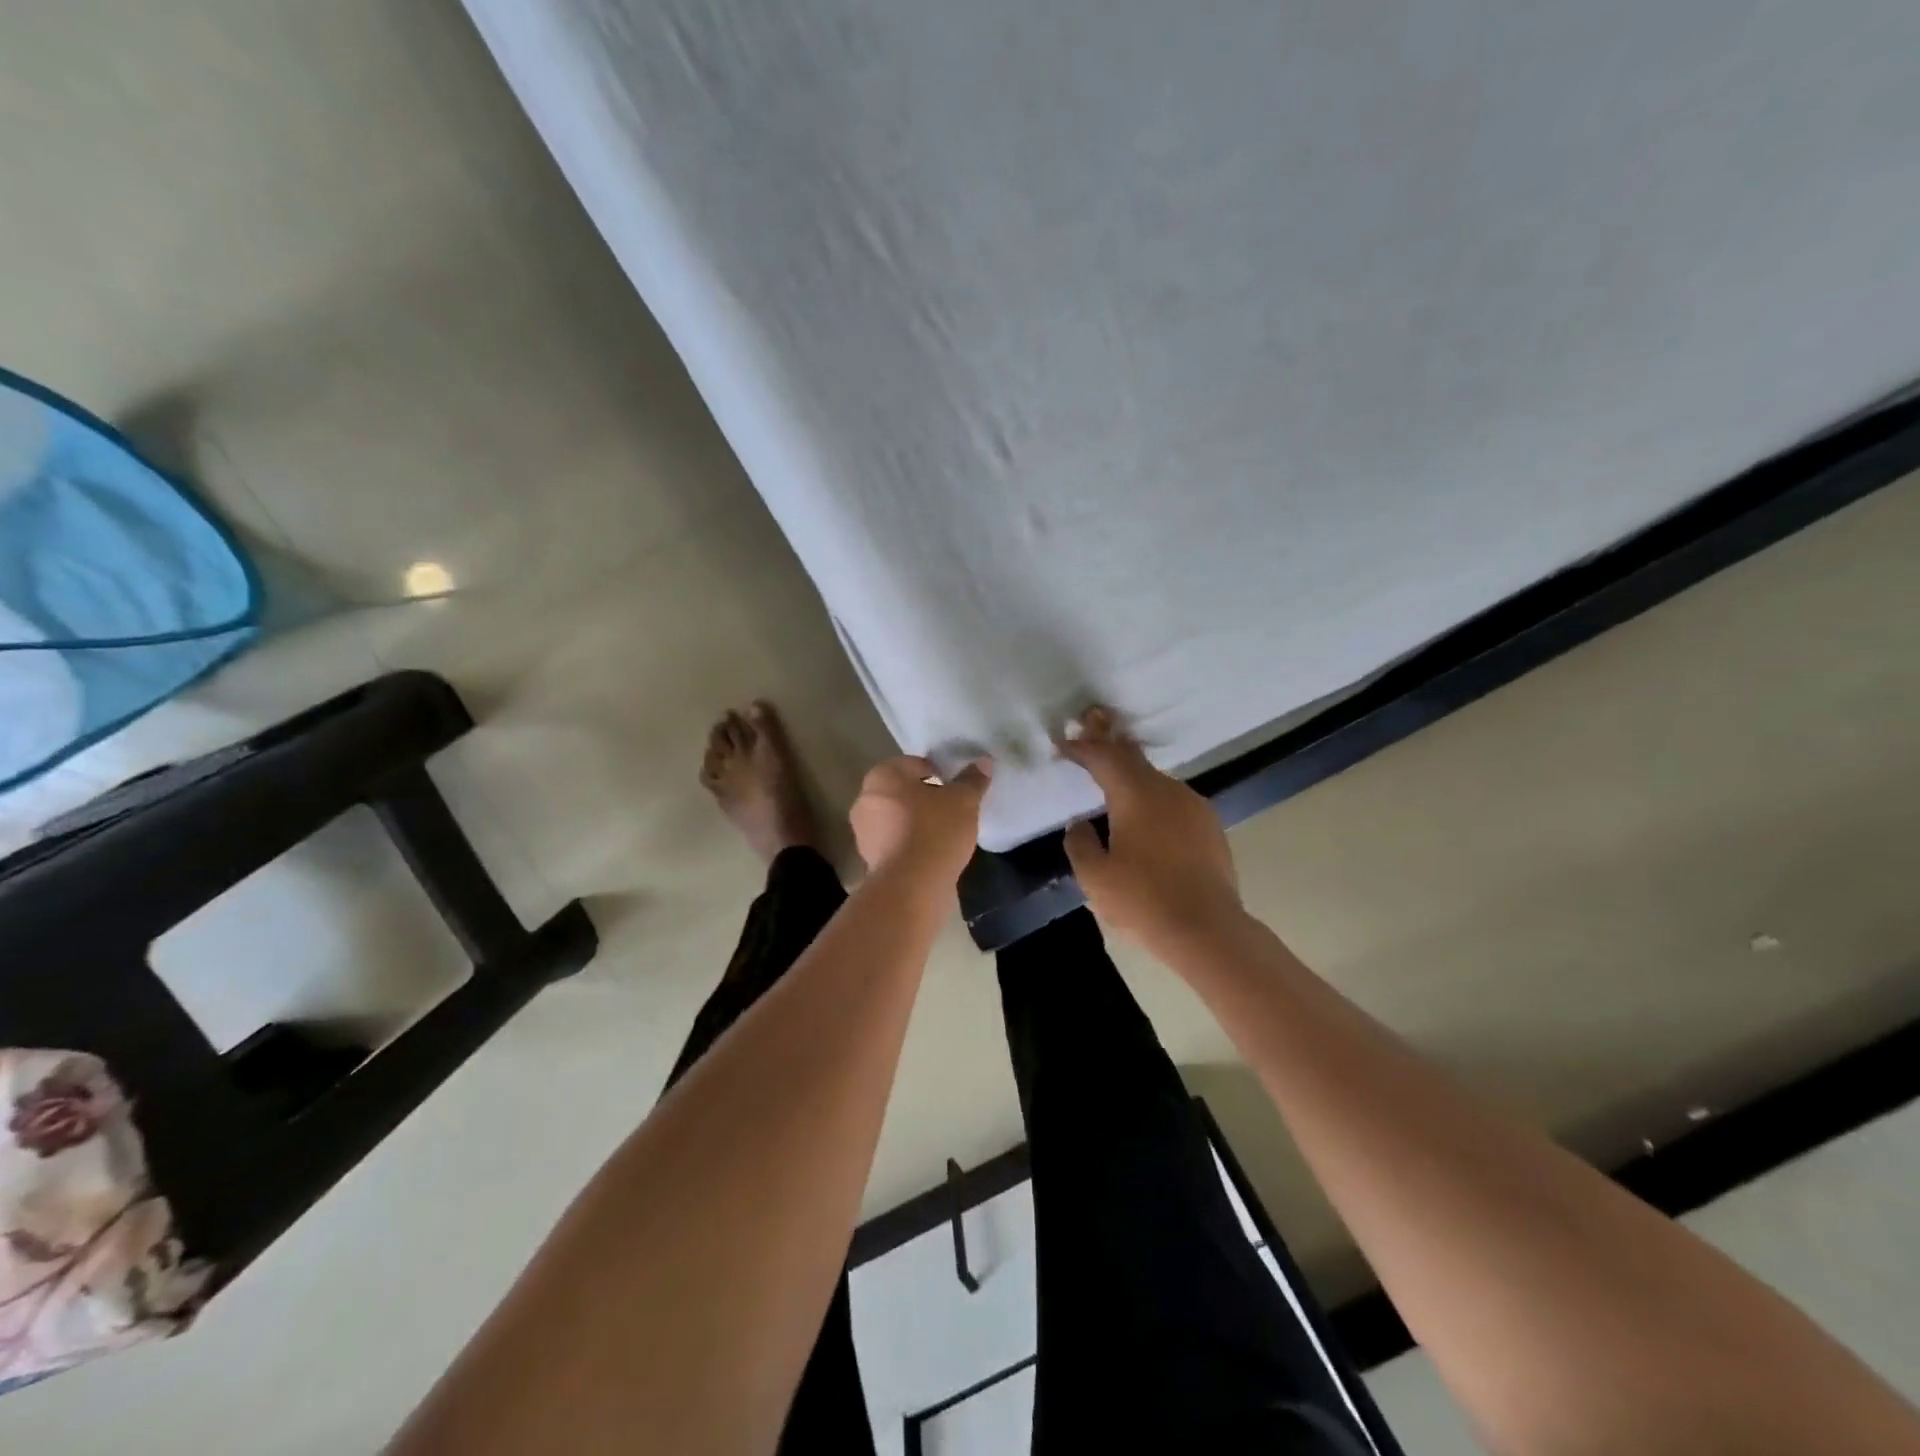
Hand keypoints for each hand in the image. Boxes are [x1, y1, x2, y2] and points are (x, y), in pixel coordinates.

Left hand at [850, 755, 992, 885]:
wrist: (912, 887)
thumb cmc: (936, 831)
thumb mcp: (963, 801)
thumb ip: (972, 779)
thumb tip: (983, 762)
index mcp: (883, 776)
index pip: (916, 764)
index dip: (940, 773)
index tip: (957, 789)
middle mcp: (866, 799)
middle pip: (904, 791)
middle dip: (926, 798)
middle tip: (953, 809)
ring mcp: (864, 832)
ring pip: (898, 818)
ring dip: (918, 822)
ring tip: (945, 834)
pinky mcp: (869, 859)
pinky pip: (896, 842)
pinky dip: (911, 844)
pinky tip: (932, 854)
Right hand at [1059, 708, 1243, 954]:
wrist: (1207, 930)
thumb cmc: (1143, 901)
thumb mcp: (1095, 876)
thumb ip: (1081, 844)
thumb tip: (1081, 825)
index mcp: (1136, 796)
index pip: (1104, 758)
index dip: (1082, 747)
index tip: (1063, 741)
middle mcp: (1167, 790)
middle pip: (1133, 757)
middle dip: (1108, 740)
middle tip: (1091, 720)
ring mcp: (1193, 806)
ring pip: (1155, 779)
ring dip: (1132, 772)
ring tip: (1114, 773)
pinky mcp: (1209, 826)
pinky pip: (1173, 800)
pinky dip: (1152, 796)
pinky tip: (1147, 813)